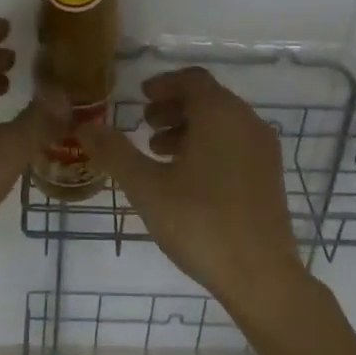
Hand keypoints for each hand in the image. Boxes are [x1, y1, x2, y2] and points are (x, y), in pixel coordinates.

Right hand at [79, 67, 307, 307]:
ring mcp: (264, 150)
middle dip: (173, 108)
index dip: (163, 84)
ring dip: (189, 129)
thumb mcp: (146, 187)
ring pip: (223, 123)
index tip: (140, 98)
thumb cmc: (200, 222)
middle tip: (144, 126)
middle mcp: (248, 122)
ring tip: (159, 154)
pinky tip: (187, 179)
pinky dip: (209, 146)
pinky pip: (235, 144)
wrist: (260, 275)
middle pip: (208, 99)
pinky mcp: (270, 176)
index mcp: (220, 114)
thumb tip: (85, 126)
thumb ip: (114, 152)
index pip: (192, 79)